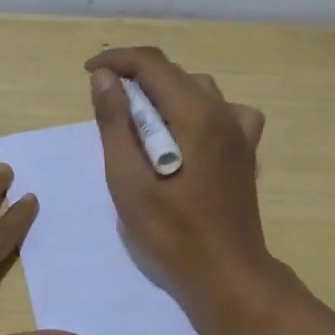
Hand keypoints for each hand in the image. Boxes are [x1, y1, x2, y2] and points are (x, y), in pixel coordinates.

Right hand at [86, 47, 270, 308]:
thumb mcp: (128, 178)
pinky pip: (224, 111)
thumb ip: (115, 123)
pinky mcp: (246, 151)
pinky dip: (198, 109)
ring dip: (164, 93)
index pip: (151, 64)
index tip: (89, 73)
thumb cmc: (171, 231)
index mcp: (195, 113)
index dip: (116, 60)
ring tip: (139, 120)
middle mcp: (223, 111)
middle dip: (135, 78)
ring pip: (198, 88)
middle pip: (174, 73)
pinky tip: (187, 132)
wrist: (227, 274)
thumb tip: (105, 77)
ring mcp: (240, 131)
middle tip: (106, 104)